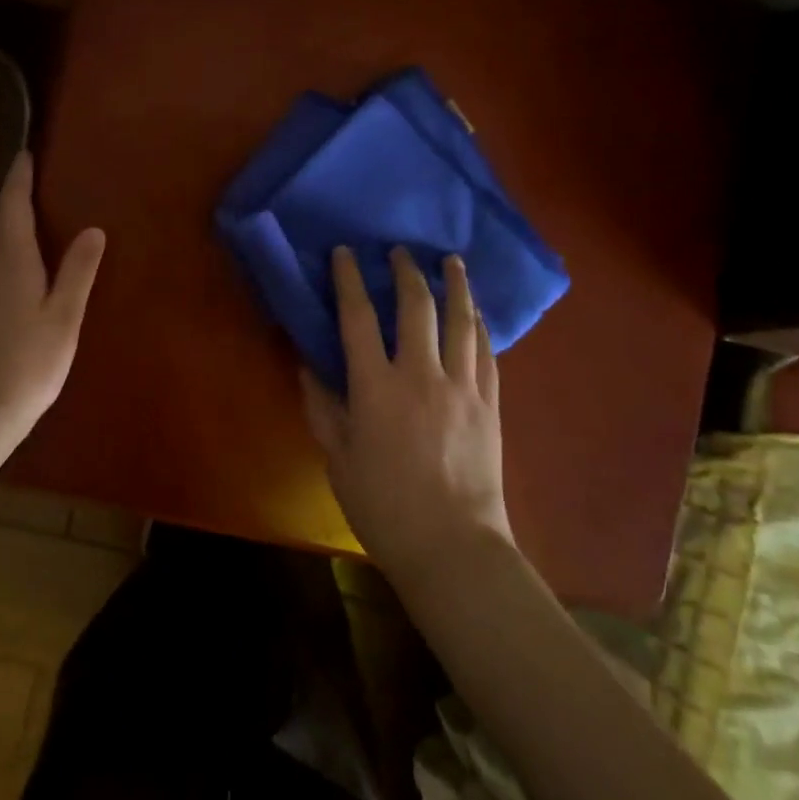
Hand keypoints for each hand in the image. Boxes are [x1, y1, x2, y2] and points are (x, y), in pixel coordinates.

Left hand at [0, 151, 104, 480]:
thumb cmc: (28, 363)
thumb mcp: (63, 317)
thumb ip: (78, 272)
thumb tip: (94, 229)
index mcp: (10, 261)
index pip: (11, 206)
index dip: (18, 179)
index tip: (25, 154)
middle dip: (12, 198)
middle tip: (32, 182)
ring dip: (7, 225)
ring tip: (32, 219)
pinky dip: (4, 253)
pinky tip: (19, 270)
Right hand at [301, 246, 513, 583]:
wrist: (453, 548)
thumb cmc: (384, 507)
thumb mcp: (339, 460)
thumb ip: (323, 409)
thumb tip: (308, 367)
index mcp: (375, 388)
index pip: (358, 318)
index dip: (349, 280)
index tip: (345, 253)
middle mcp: (420, 375)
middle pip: (417, 308)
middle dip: (406, 272)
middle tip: (401, 251)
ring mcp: (462, 387)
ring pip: (461, 322)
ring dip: (455, 286)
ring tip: (451, 261)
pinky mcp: (490, 405)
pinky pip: (487, 353)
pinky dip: (480, 326)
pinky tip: (477, 312)